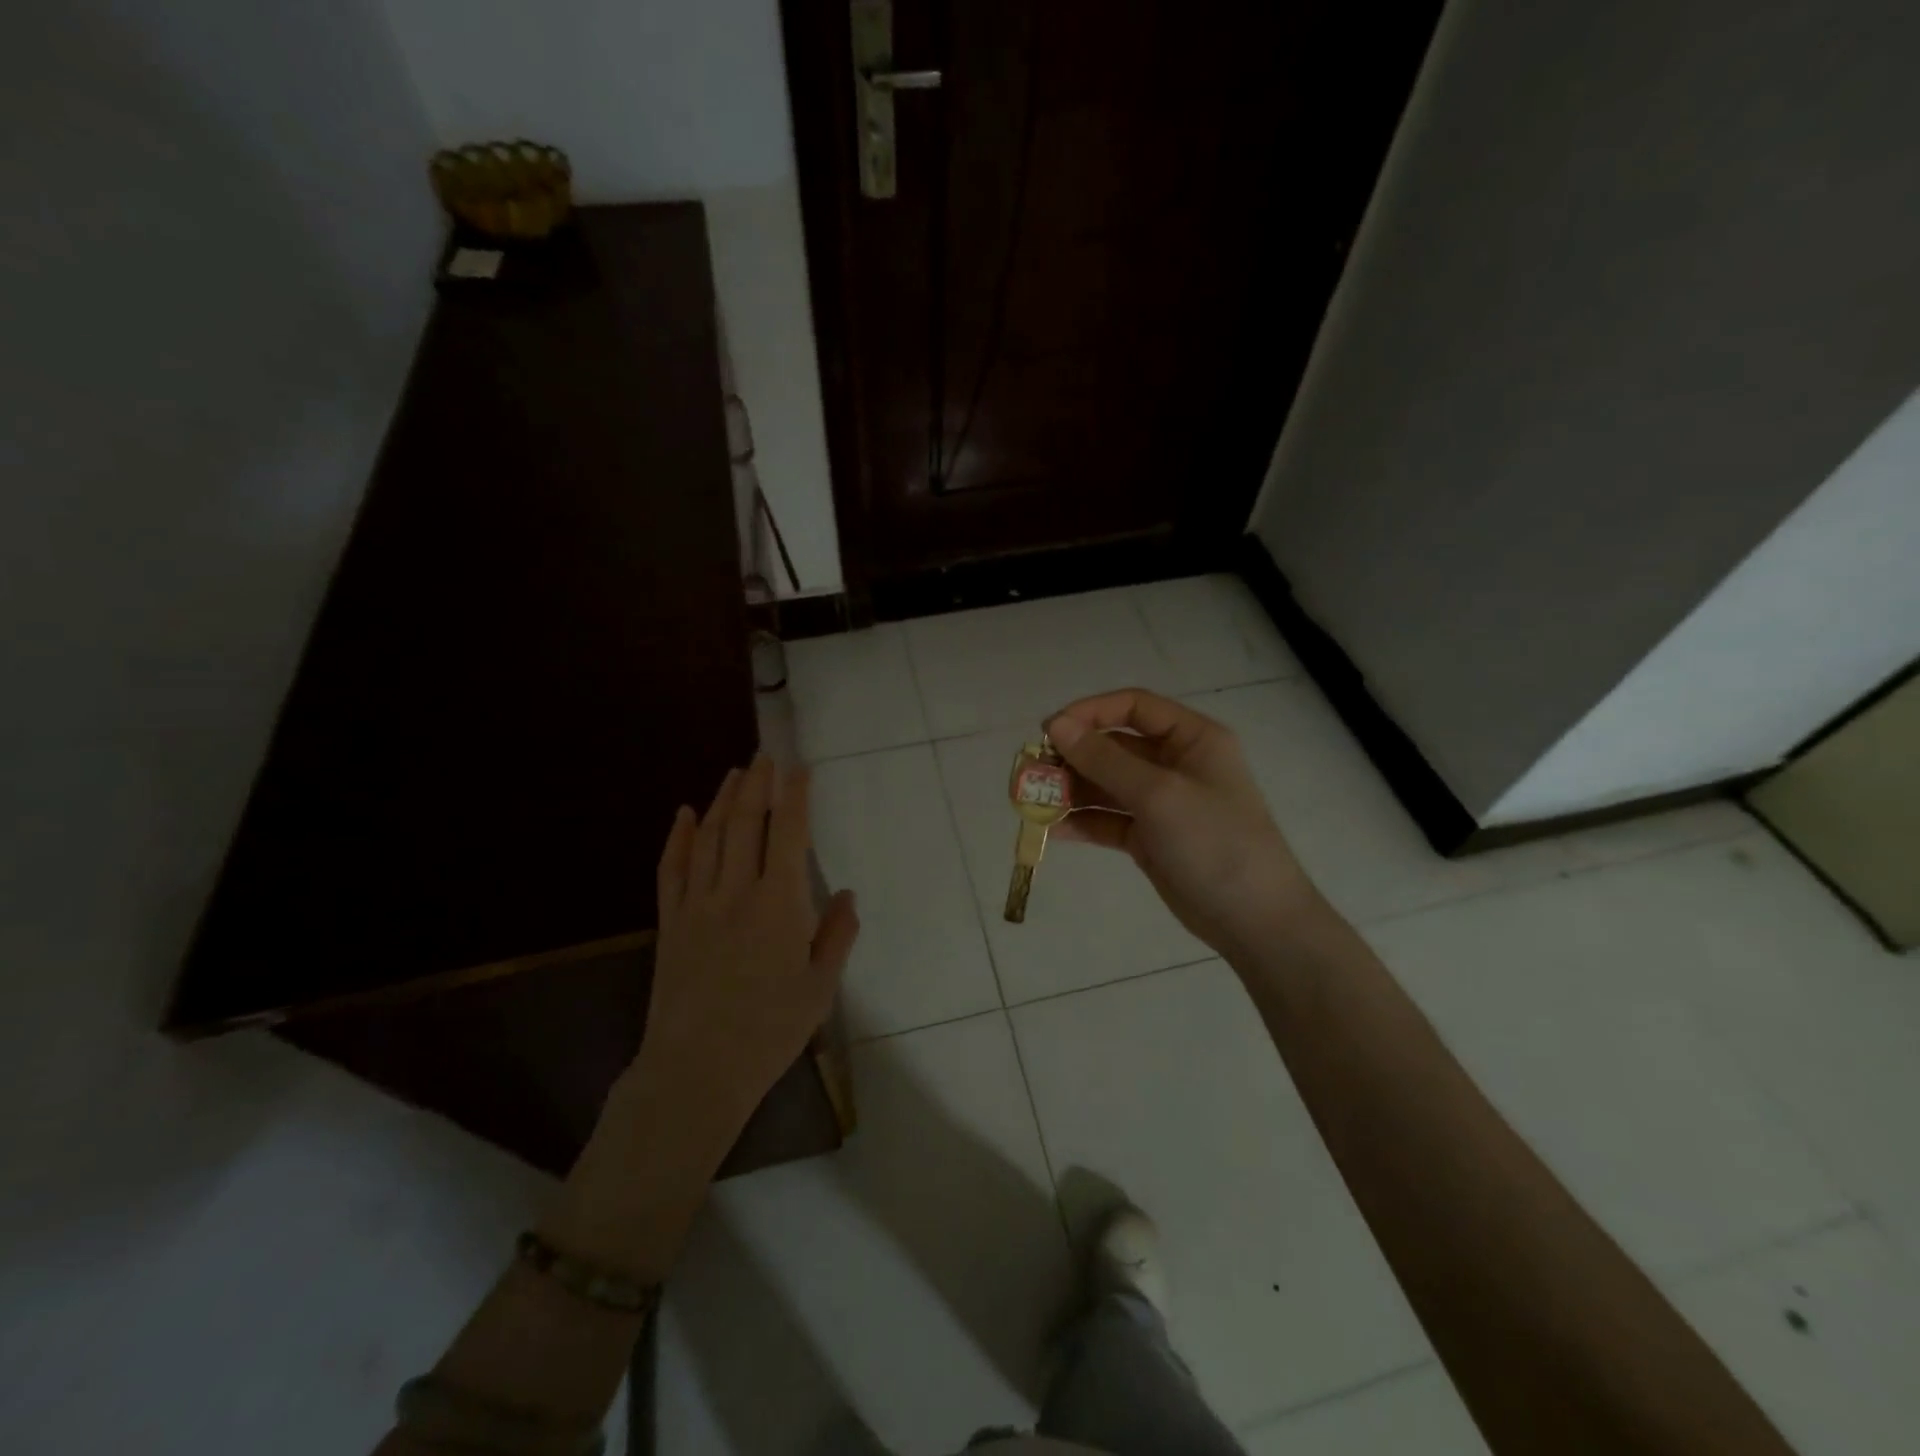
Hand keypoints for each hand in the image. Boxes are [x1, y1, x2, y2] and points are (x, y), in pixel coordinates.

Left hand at [638, 753, 859, 1135]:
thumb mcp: (820, 987)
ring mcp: (697, 904)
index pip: (789, 834)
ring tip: (735, 773)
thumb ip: (836, 935)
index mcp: (779, 905)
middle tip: (765, 756)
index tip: (800, 768)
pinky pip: (672, 868)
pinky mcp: (670, 922)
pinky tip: (685, 813)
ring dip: (723, 800)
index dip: (795, 796)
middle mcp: (736, 892)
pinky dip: (678, 837)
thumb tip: (845, 893)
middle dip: (757, 784)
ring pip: (710, 837)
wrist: (696, 1070)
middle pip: (746, 823)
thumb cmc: (769, 1031)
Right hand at [1047, 690, 1319, 961]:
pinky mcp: (1149, 838)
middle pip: (1114, 746)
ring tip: (1032, 801)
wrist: (1255, 920)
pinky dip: (1082, 822)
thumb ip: (1104, 759)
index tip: (1049, 730)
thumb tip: (1056, 726)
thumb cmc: (1214, 842)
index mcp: (1192, 739)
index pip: (1133, 707)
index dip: (1090, 712)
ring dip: (1071, 790)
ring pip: (1106, 784)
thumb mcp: (1159, 795)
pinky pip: (1108, 820)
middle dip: (1073, 756)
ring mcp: (1162, 803)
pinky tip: (1052, 830)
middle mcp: (1176, 764)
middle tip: (1032, 771)